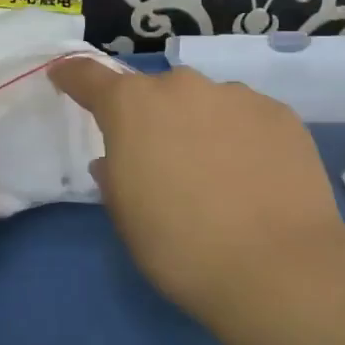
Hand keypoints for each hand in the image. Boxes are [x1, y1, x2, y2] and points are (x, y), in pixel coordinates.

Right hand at [50, 60, 344, 316]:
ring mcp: (236, 95)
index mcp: (132, 107)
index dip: (73, 75)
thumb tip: (116, 159)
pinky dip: (241, 138)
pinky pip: (247, 118)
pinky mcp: (280, 114)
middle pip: (156, 93)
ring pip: (205, 103)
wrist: (277, 269)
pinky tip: (254, 177)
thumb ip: (113, 174)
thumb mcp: (126, 215)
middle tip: (162, 160)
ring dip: (200, 126)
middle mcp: (182, 87)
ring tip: (217, 174)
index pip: (89, 76)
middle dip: (152, 117)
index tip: (63, 76)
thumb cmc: (180, 246)